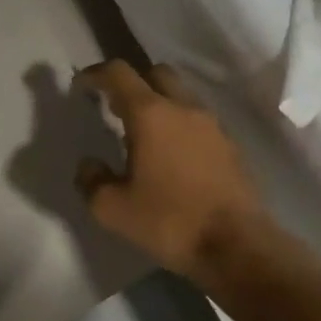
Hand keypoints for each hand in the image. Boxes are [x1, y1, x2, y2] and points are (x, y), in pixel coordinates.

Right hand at [76, 60, 271, 280]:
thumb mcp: (113, 209)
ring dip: (160, 105)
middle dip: (133, 83)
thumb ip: (92, 181)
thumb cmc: (170, 221)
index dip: (96, 74)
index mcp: (151, 114)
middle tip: (116, 109)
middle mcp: (184, 108)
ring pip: (181, 96)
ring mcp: (213, 125)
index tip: (82, 85)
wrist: (237, 246)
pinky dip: (181, 126)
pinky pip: (199, 121)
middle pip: (157, 74)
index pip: (120, 74)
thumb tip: (89, 165)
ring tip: (144, 137)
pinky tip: (173, 157)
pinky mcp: (231, 146)